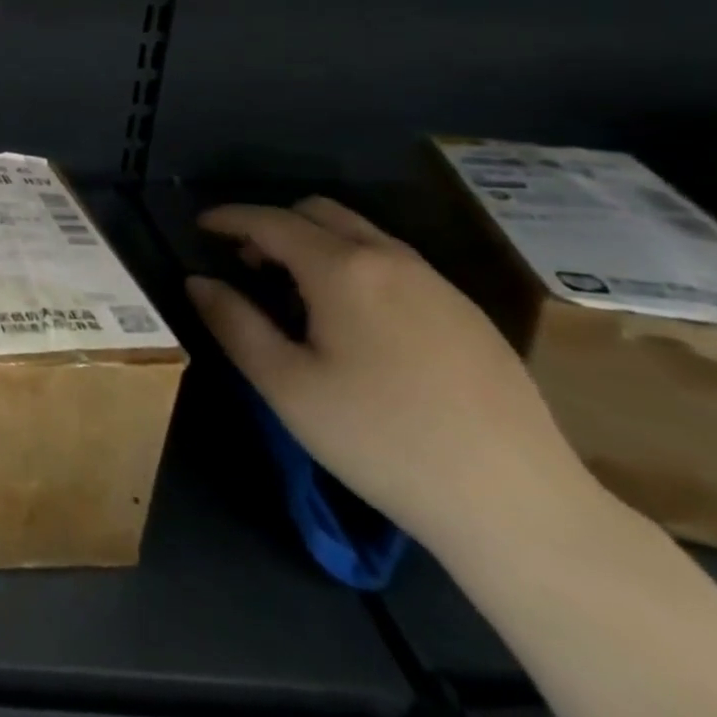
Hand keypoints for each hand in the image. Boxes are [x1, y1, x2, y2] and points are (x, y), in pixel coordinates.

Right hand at [187, 197, 592, 554]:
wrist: (518, 504)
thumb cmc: (380, 440)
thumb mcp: (285, 384)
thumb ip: (233, 322)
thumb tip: (198, 281)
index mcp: (344, 269)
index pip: (271, 221)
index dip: (229, 218)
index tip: (199, 226)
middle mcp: (392, 259)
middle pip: (319, 211)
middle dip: (273, 223)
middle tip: (245, 261)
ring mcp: (438, 284)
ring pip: (361, 233)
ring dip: (315, 242)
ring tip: (292, 290)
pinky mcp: (467, 313)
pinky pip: (394, 262)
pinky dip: (353, 264)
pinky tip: (350, 320)